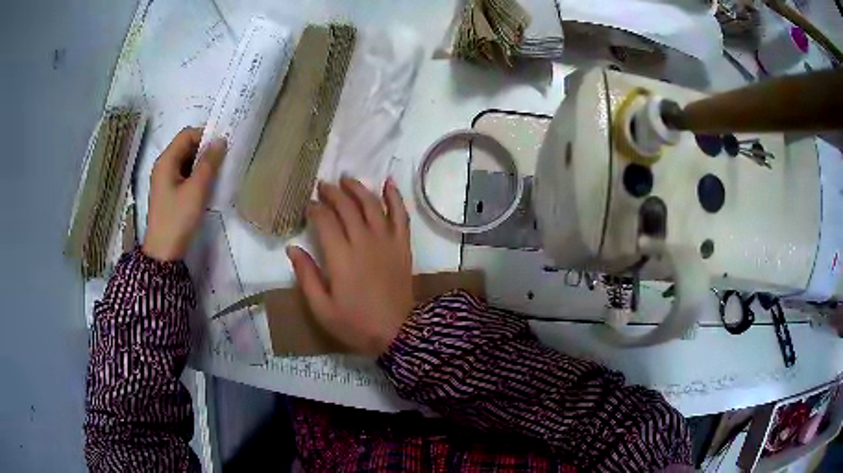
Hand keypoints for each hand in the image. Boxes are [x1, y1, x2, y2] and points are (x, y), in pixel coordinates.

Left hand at [142, 127, 226, 261]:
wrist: (164, 252)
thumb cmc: (178, 218)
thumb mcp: (196, 190)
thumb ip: (209, 163)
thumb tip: (221, 140)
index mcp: (166, 161)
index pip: (187, 134)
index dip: (205, 135)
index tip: (222, 147)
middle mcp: (163, 166)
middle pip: (186, 146)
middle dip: (204, 150)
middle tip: (222, 161)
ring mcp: (165, 180)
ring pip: (186, 161)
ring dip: (201, 164)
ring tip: (216, 174)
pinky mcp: (168, 192)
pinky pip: (184, 174)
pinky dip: (196, 175)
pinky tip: (206, 186)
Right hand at [287, 177, 413, 355]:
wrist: (398, 333)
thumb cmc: (355, 323)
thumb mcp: (322, 308)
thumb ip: (306, 276)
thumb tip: (292, 248)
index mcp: (341, 257)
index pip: (325, 221)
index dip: (314, 209)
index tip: (307, 205)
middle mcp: (364, 242)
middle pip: (347, 207)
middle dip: (332, 193)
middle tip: (323, 186)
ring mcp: (386, 241)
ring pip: (372, 205)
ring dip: (358, 189)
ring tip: (346, 179)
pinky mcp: (403, 246)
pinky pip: (400, 215)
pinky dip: (394, 197)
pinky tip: (388, 183)